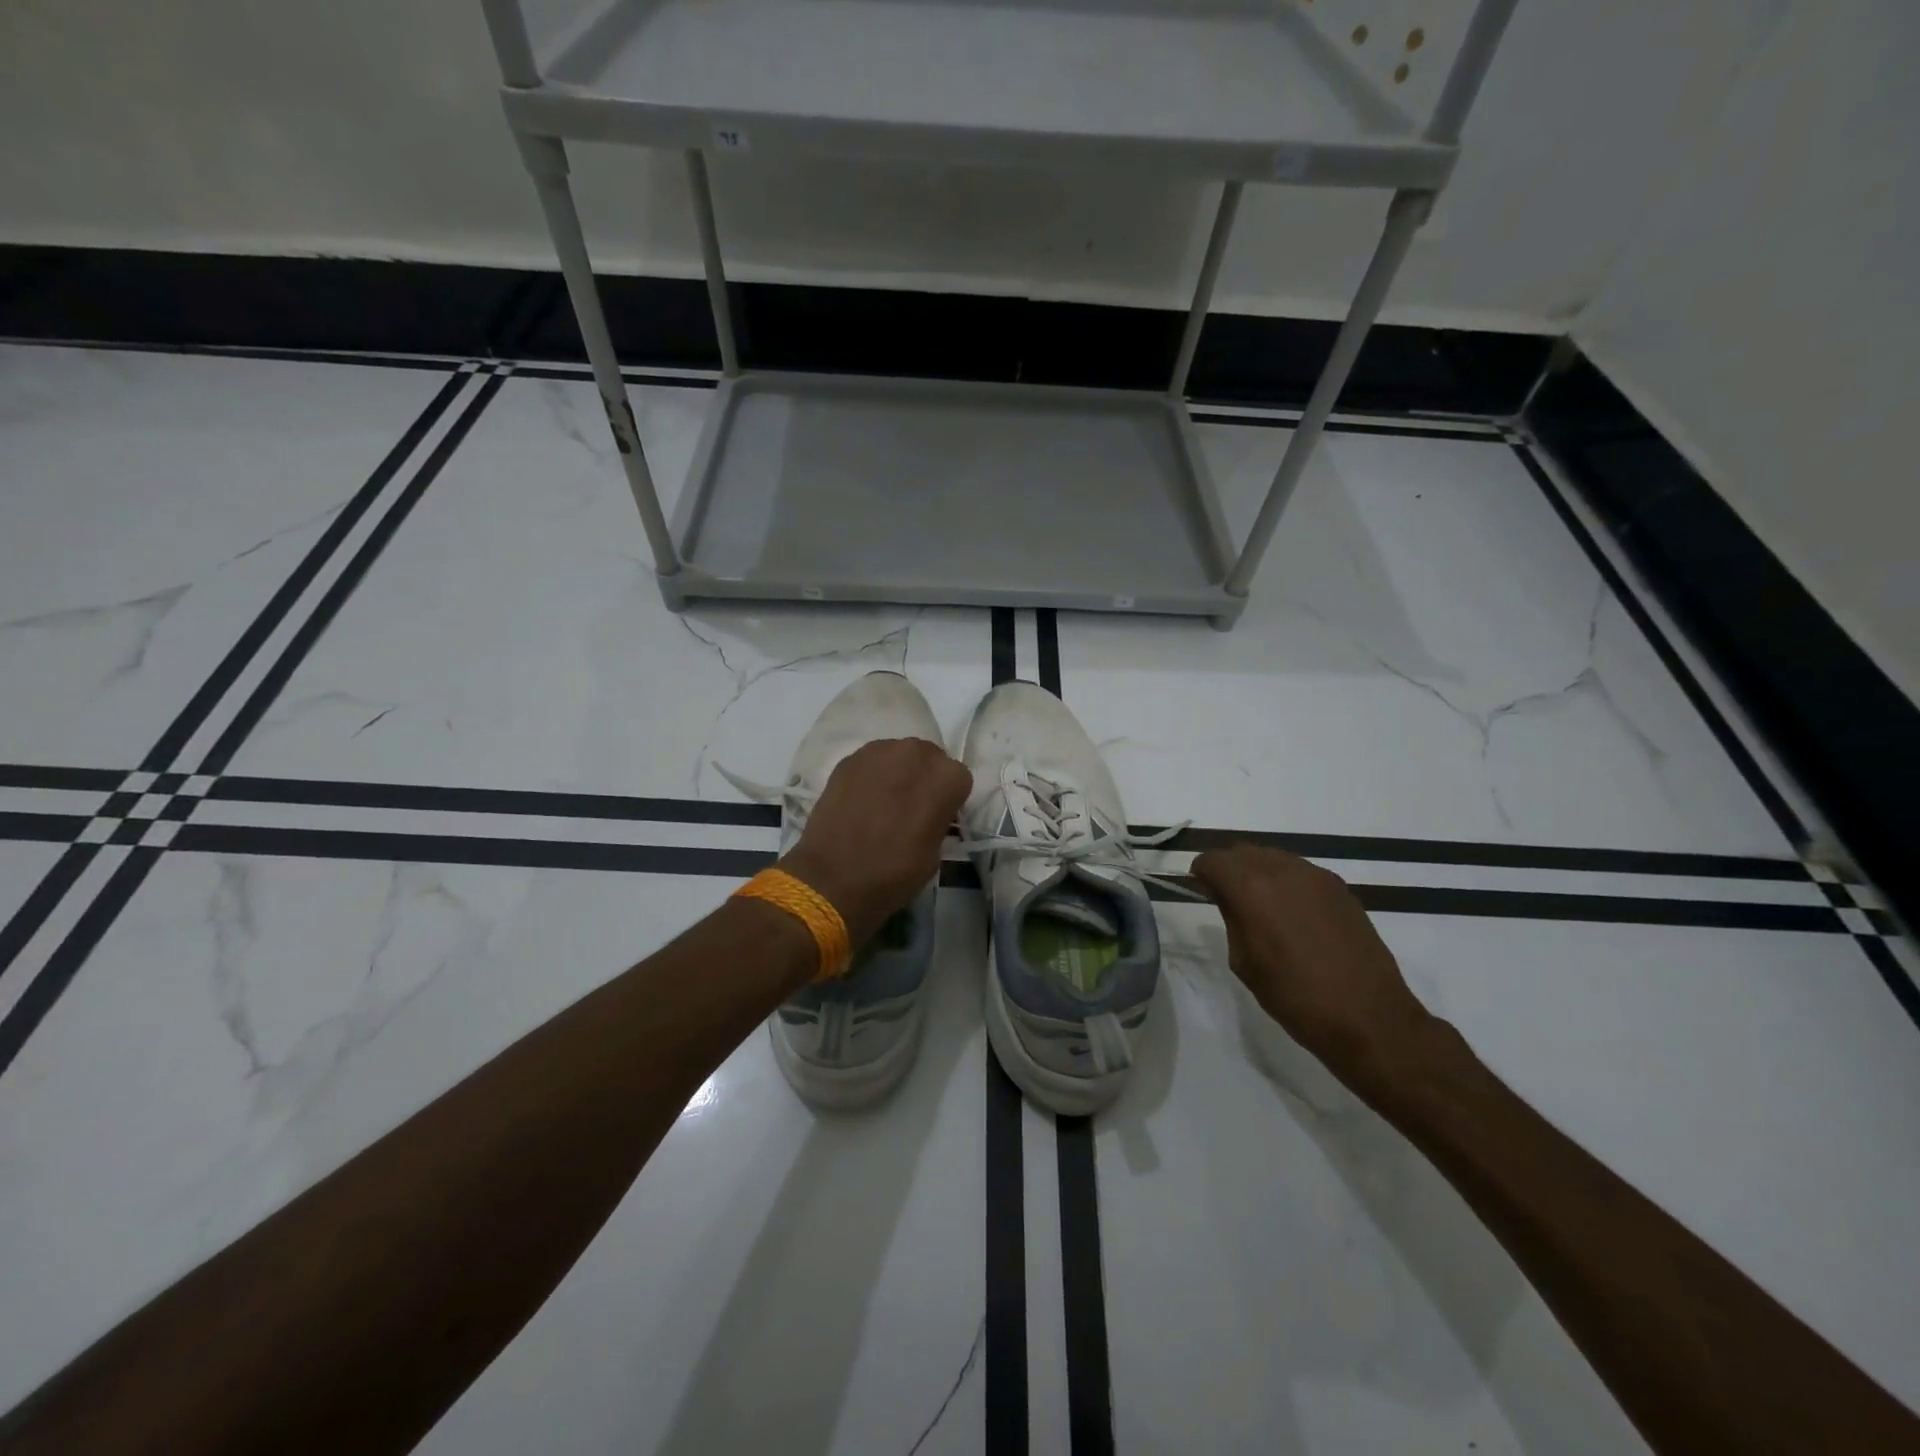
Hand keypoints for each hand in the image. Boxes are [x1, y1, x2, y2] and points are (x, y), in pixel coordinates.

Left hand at [780, 739, 971, 948]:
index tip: (938, 818)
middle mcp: (916, 753)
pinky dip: (872, 775)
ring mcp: (879, 752)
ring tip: (884, 802)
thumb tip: (929, 812)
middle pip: (929, 757)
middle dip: (924, 778)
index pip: (958, 778)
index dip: (949, 799)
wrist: (833, 878)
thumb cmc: (893, 873)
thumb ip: (939, 819)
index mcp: (945, 777)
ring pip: (899, 754)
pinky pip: (871, 761)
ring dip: (898, 772)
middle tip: (911, 807)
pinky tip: (861, 800)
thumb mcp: (935, 852)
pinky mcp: (849, 759)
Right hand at [1191, 844, 1435, 1094]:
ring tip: (1263, 907)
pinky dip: (1287, 881)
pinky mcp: (1341, 888)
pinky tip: (1293, 915)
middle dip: (1229, 868)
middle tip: (1228, 898)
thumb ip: (1231, 918)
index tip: (1201, 891)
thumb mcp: (1244, 962)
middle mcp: (1283, 871)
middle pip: (1243, 851)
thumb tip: (1226, 896)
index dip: (1202, 874)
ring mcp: (1317, 876)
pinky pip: (1300, 871)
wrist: (1369, 1018)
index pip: (1213, 860)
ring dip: (1259, 872)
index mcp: (1252, 889)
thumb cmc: (1295, 998)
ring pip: (1273, 856)